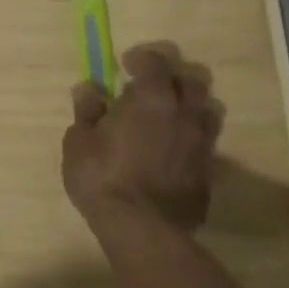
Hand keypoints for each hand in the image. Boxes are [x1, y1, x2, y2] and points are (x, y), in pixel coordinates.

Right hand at [63, 42, 223, 235]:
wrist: (142, 230)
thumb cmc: (103, 177)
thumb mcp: (79, 142)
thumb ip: (87, 111)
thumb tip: (89, 89)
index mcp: (152, 98)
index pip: (155, 61)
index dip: (141, 58)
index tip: (125, 65)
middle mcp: (184, 113)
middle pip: (191, 81)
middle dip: (172, 78)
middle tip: (151, 89)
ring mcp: (202, 143)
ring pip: (207, 111)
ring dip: (189, 107)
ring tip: (168, 118)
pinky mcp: (209, 172)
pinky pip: (206, 144)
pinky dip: (192, 139)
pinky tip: (174, 152)